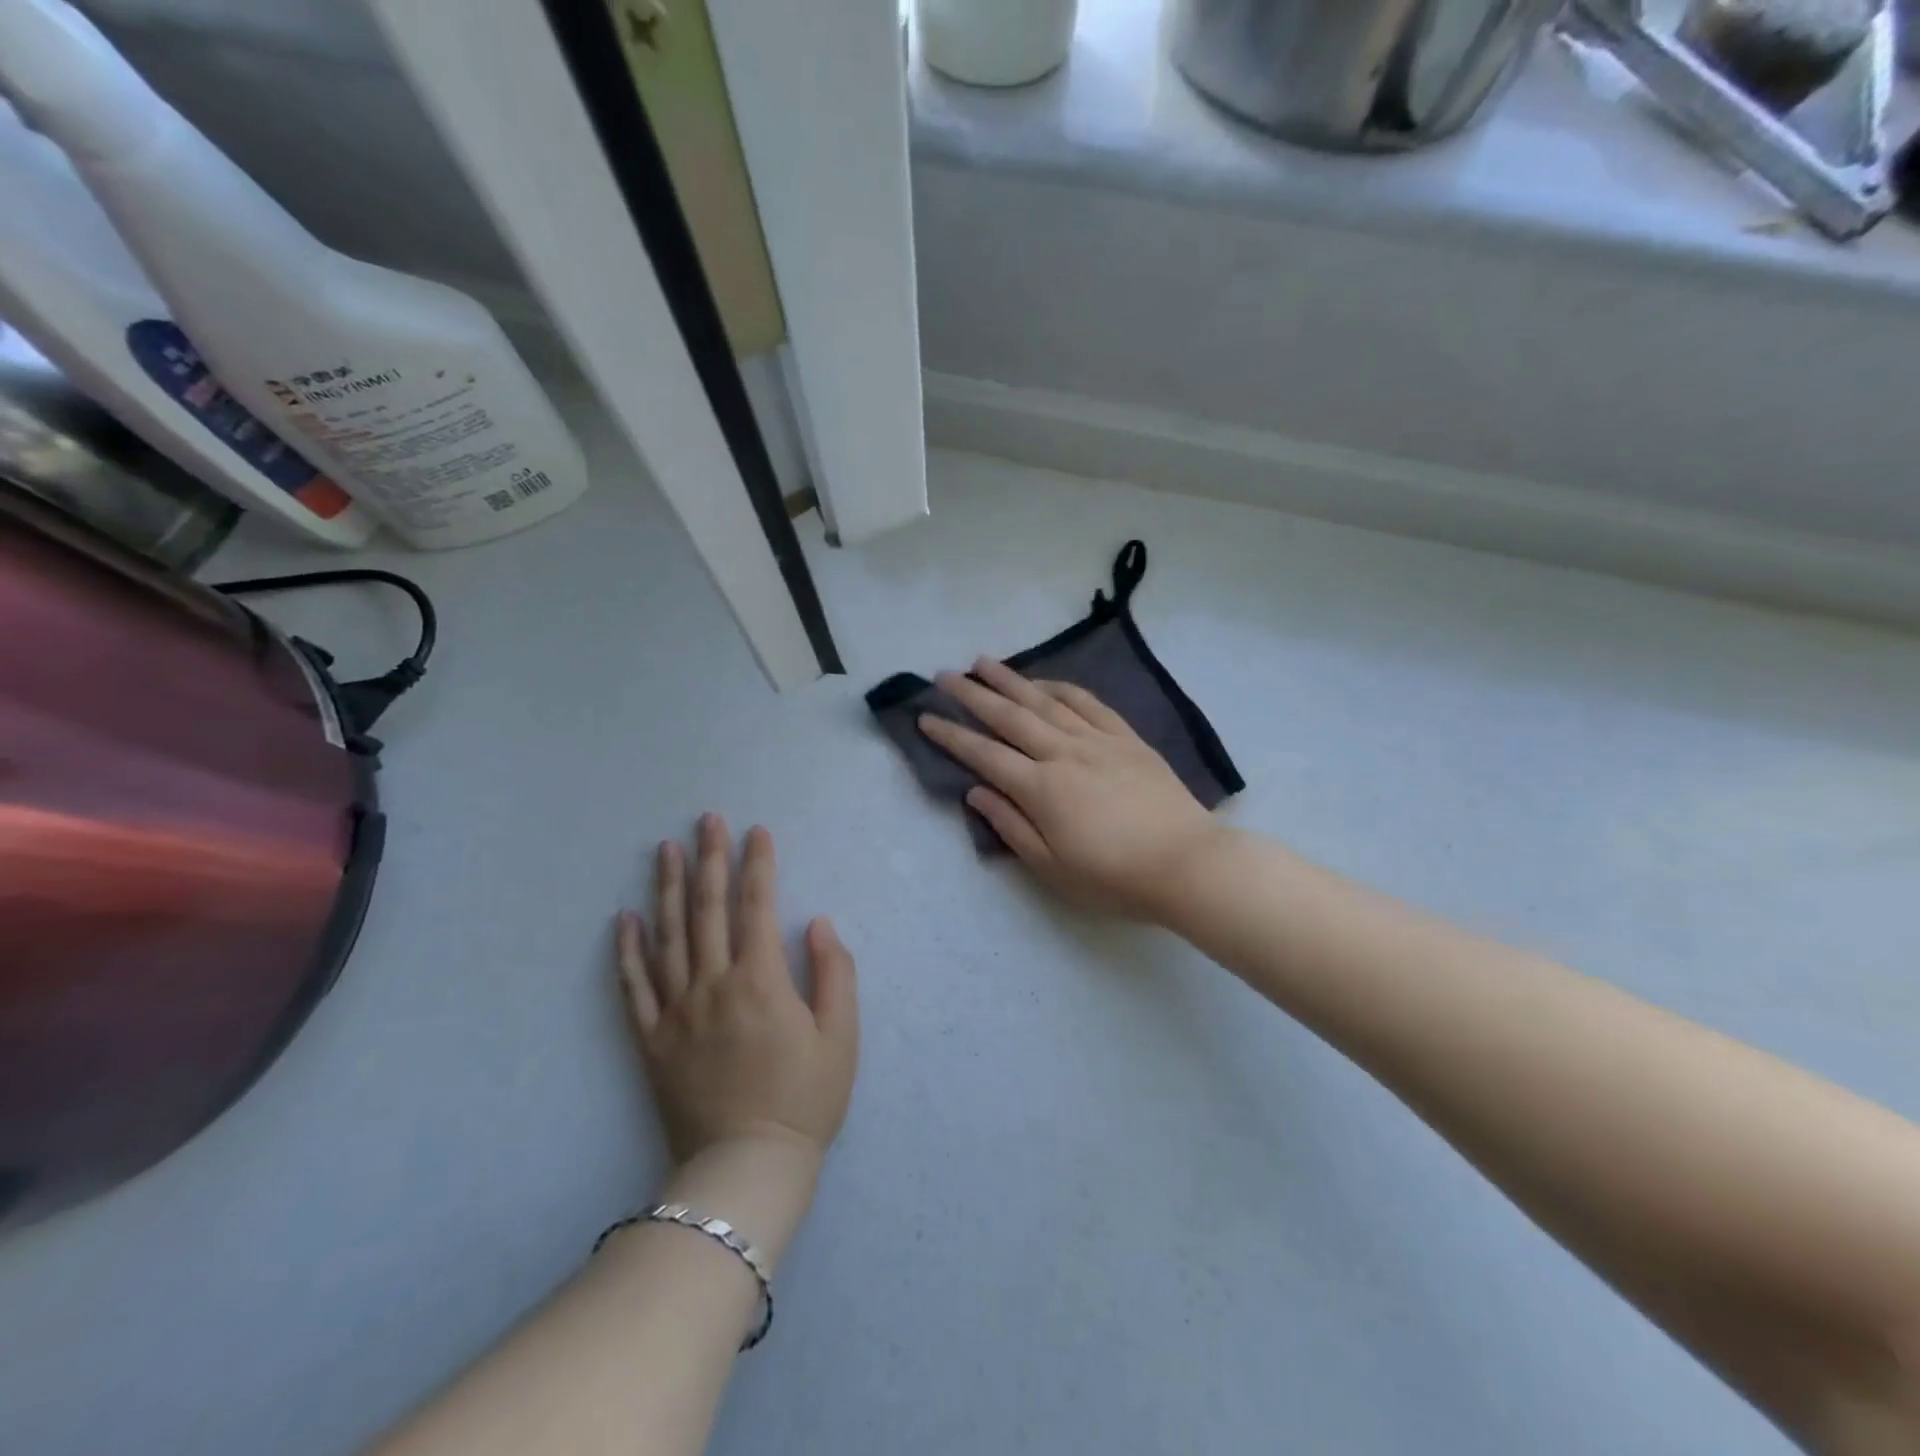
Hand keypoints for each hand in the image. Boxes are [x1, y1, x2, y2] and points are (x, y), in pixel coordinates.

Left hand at [616, 815, 858, 1169]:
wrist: (745, 1168)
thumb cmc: (805, 1099)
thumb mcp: (842, 1037)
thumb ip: (834, 972)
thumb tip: (816, 922)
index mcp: (761, 981)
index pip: (757, 906)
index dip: (759, 864)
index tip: (758, 831)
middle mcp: (713, 985)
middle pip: (709, 909)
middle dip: (711, 859)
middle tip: (708, 820)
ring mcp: (676, 1011)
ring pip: (668, 936)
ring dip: (669, 888)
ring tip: (666, 849)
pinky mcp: (651, 1040)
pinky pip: (633, 987)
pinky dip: (628, 950)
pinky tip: (624, 918)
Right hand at [918, 659, 1223, 921]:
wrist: (1186, 864)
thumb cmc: (1113, 877)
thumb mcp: (1051, 867)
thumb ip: (1011, 826)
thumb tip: (976, 792)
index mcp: (1041, 788)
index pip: (984, 754)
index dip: (951, 736)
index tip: (925, 718)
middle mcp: (1063, 753)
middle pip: (1009, 717)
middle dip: (972, 694)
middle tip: (944, 675)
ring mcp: (1097, 740)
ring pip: (1045, 701)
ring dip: (1011, 680)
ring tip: (983, 662)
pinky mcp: (1126, 738)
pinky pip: (1088, 703)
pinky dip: (1061, 687)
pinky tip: (1044, 682)